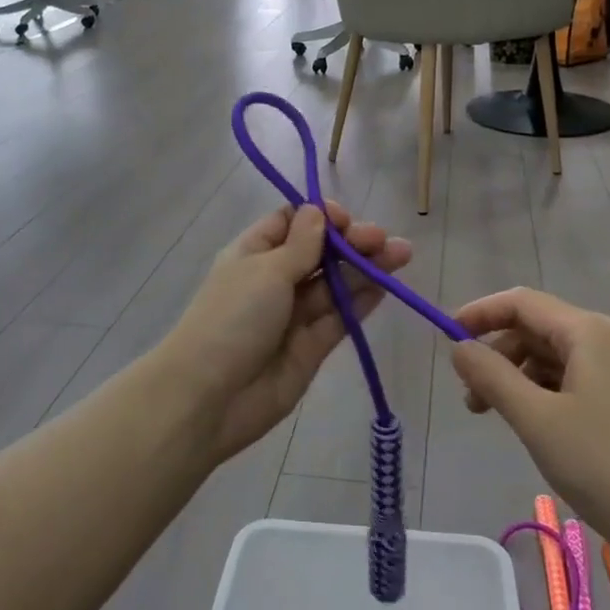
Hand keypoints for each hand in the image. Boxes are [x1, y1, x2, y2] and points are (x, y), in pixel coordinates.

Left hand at [158, 203, 411, 462]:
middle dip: (351, 243)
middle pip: (319, 253)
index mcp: (254, 253)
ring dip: (365, 268)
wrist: (207, 398)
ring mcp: (292, 315)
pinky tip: (386, 285)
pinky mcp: (310, 348)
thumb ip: (301, 245)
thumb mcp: (266, 270)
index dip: (321, 217)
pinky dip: (361, 301)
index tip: (345, 219)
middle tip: (384, 240)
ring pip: (334, 285)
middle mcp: (274, 280)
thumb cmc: (232, 318)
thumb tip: (318, 212)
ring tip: (402, 254)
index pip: (292, 222)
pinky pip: (339, 318)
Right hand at [450, 287, 609, 575]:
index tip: (447, 339)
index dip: (479, 314)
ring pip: (552, 358)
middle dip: (496, 353)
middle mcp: (604, 339)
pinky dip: (542, 394)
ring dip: (516, 377)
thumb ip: (492, 377)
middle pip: (535, 328)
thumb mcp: (538, 420)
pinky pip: (571, 381)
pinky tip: (532, 427)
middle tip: (470, 396)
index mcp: (586, 331)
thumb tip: (460, 348)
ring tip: (494, 416)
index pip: (520, 302)